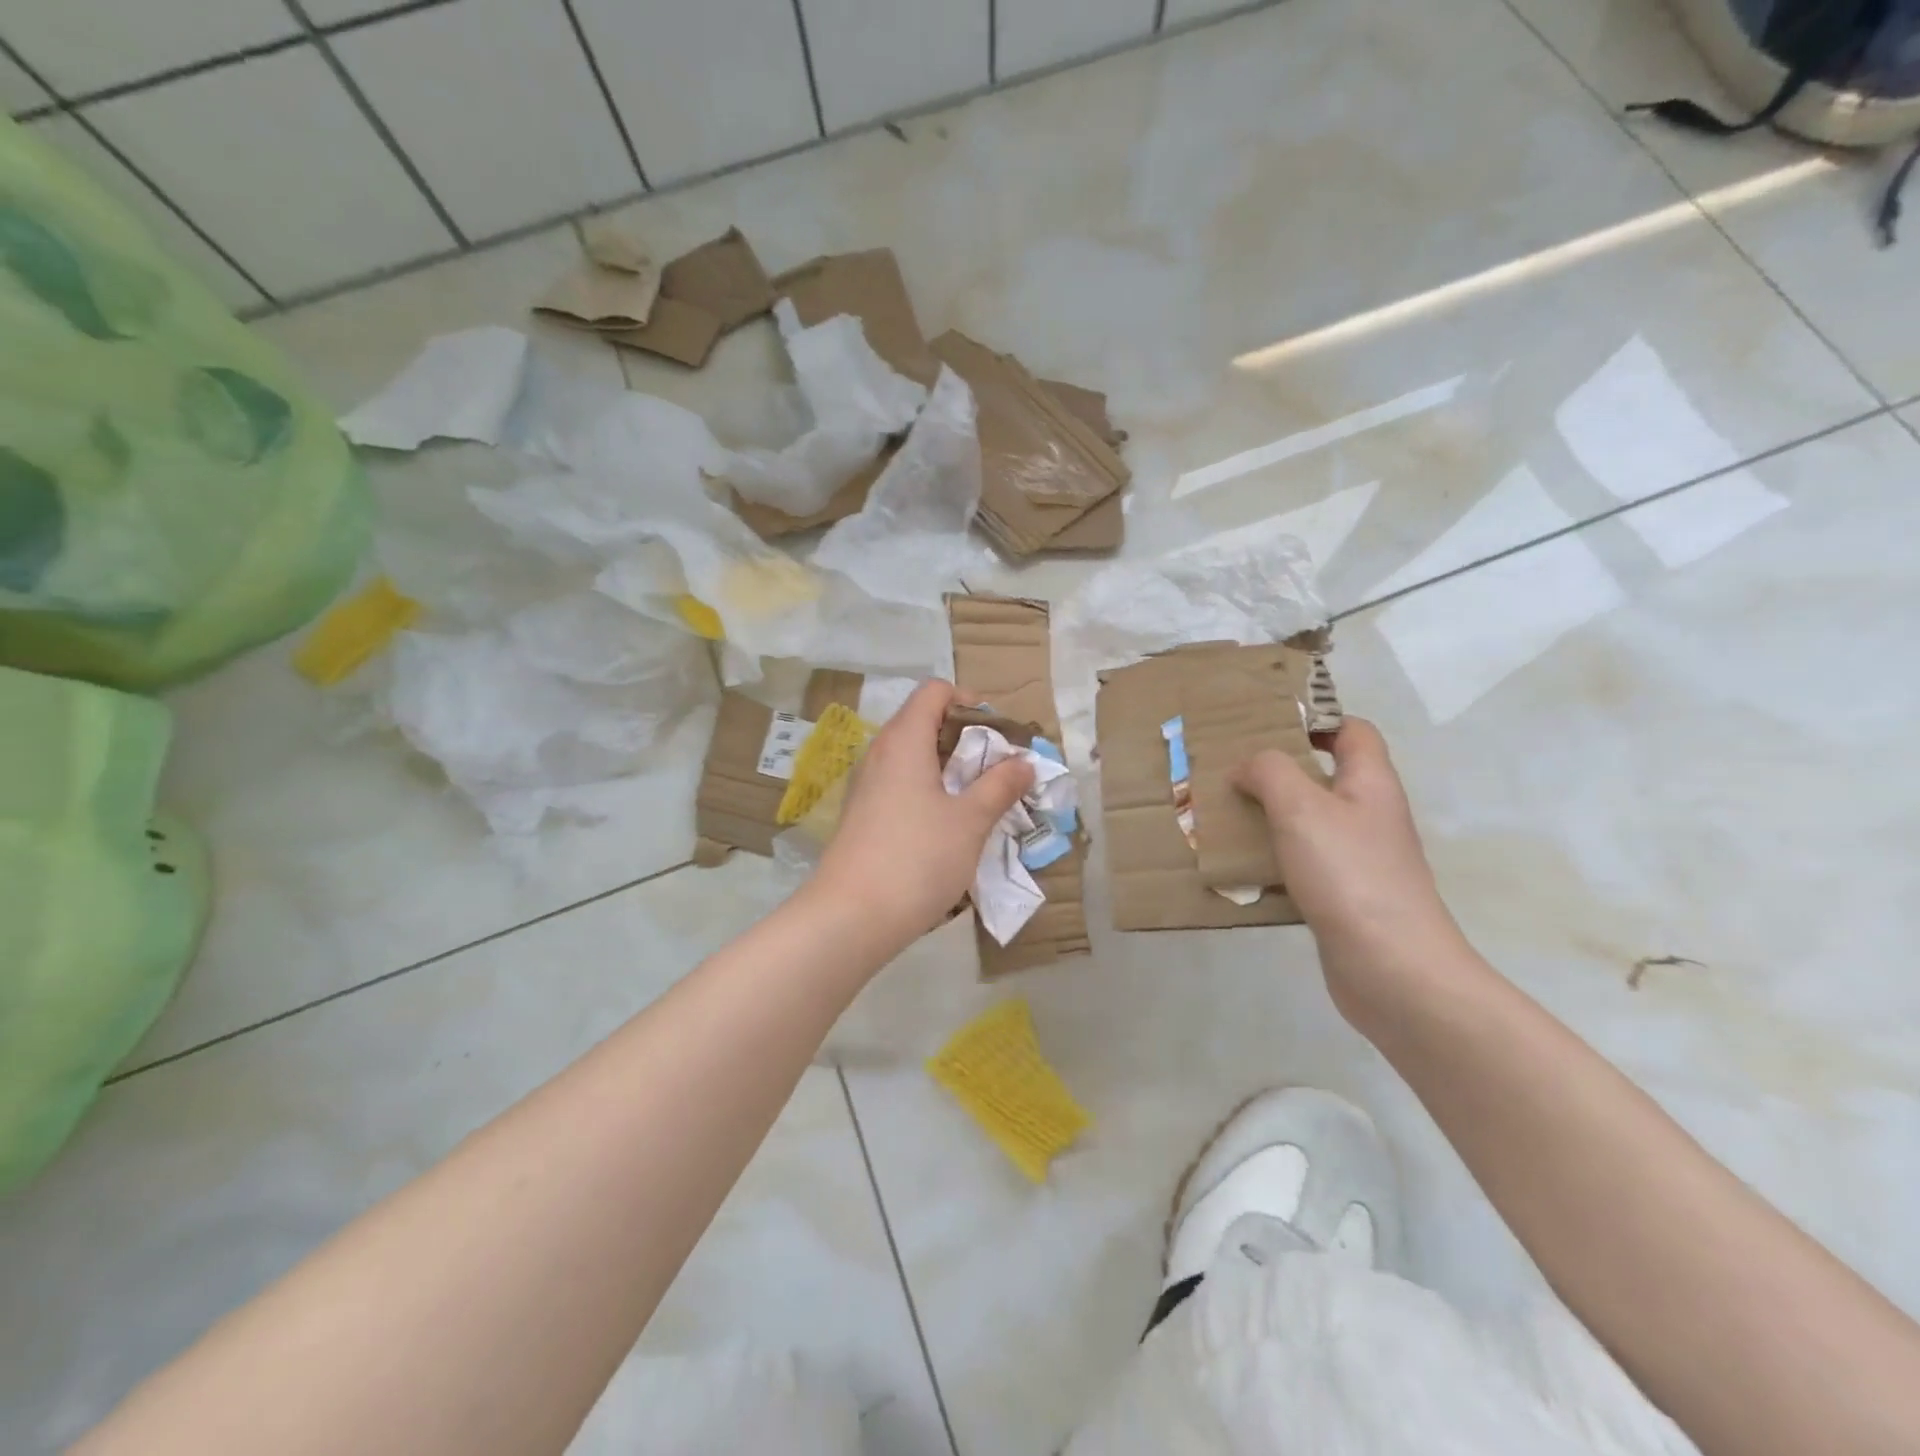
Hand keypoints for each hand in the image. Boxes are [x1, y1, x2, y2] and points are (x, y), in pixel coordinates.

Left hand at [811, 680, 1033, 952]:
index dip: (969, 701)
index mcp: (904, 740)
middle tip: (998, 770)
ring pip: (913, 756)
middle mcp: (880, 753)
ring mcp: (867, 785)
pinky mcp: (863, 814)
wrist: (850, 917)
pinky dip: (929, 790)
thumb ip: (1000, 786)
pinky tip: (947, 826)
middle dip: (966, 738)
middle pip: (924, 721)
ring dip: (949, 768)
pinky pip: (900, 784)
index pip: (934, 691)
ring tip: (980, 799)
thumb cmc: (917, 858)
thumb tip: (1024, 762)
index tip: (998, 734)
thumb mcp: (970, 821)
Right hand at [1231, 718, 1469, 1020]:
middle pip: (1324, 776)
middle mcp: (1369, 816)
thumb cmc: (1350, 874)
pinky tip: (1241, 868)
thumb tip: (1247, 767)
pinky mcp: (1342, 896)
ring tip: (1224, 816)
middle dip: (1277, 771)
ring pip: (1308, 822)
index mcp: (1370, 783)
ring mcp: (1358, 859)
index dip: (1315, 720)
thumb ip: (1270, 772)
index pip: (1353, 731)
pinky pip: (1302, 863)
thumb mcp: (1302, 807)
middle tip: (1229, 772)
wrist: (1392, 968)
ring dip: (1269, 816)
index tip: (1265, 726)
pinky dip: (1273, 859)